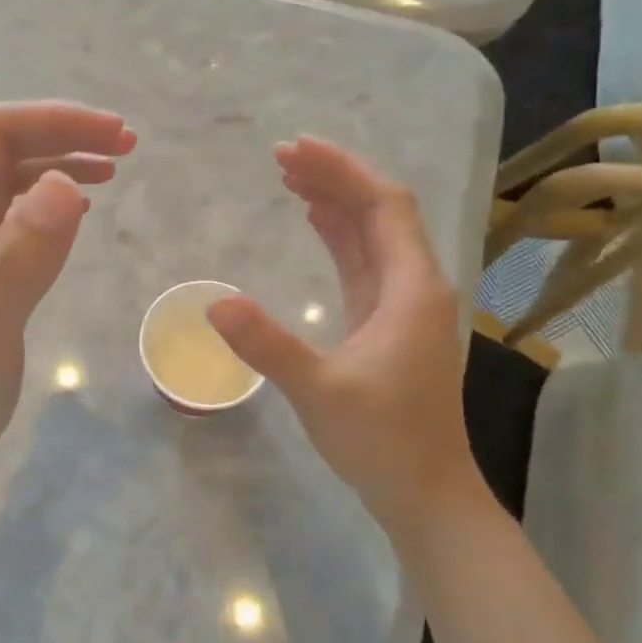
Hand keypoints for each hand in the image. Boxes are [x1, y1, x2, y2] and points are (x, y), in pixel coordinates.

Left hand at [0, 101, 135, 500]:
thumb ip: (21, 260)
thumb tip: (66, 182)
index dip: (54, 121)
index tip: (113, 135)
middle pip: (3, 150)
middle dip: (64, 136)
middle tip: (127, 146)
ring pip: (10, 181)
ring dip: (60, 164)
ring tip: (114, 167)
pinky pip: (11, 217)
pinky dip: (50, 202)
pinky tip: (80, 211)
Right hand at [206, 136, 480, 521]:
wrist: (425, 493)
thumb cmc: (382, 441)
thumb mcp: (319, 391)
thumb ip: (268, 345)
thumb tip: (216, 305)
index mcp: (412, 288)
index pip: (383, 206)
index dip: (342, 170)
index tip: (294, 149)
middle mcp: (416, 286)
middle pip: (379, 212)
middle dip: (334, 178)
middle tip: (280, 157)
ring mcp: (404, 305)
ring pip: (372, 236)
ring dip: (336, 203)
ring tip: (289, 178)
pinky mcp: (389, 324)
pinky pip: (365, 262)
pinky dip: (339, 236)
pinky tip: (315, 222)